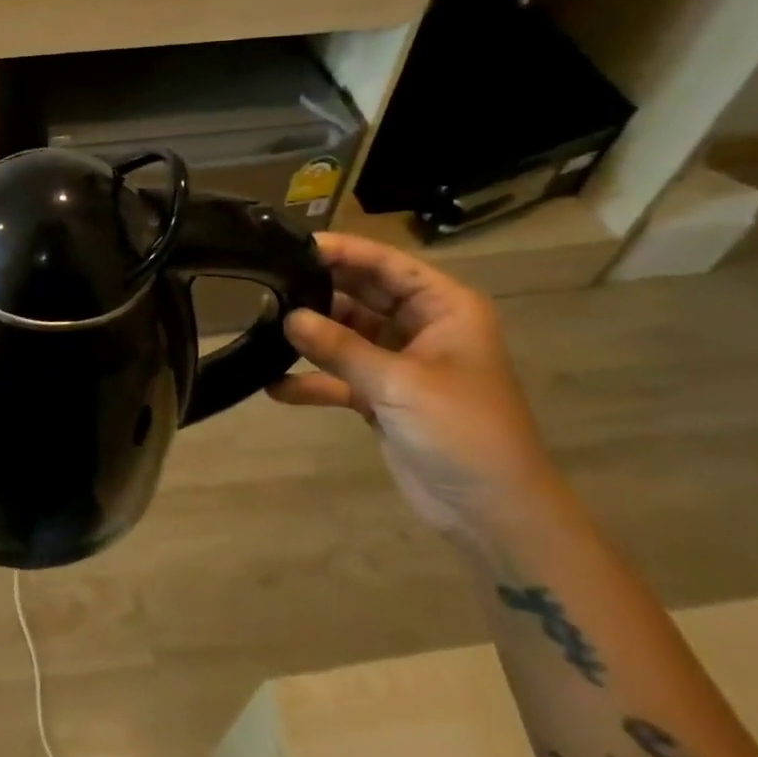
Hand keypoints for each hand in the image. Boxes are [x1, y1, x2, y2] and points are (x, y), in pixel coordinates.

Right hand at [270, 233, 557, 535]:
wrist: (494, 512)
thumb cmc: (461, 430)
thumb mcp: (399, 382)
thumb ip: (340, 347)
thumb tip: (287, 317)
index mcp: (444, 309)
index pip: (388, 265)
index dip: (344, 252)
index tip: (294, 244)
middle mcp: (422, 328)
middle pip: (364, 295)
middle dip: (320, 290)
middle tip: (268, 279)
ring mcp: (401, 363)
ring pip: (348, 334)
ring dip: (312, 335)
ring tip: (264, 325)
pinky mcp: (383, 397)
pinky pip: (341, 377)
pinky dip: (313, 381)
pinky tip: (274, 385)